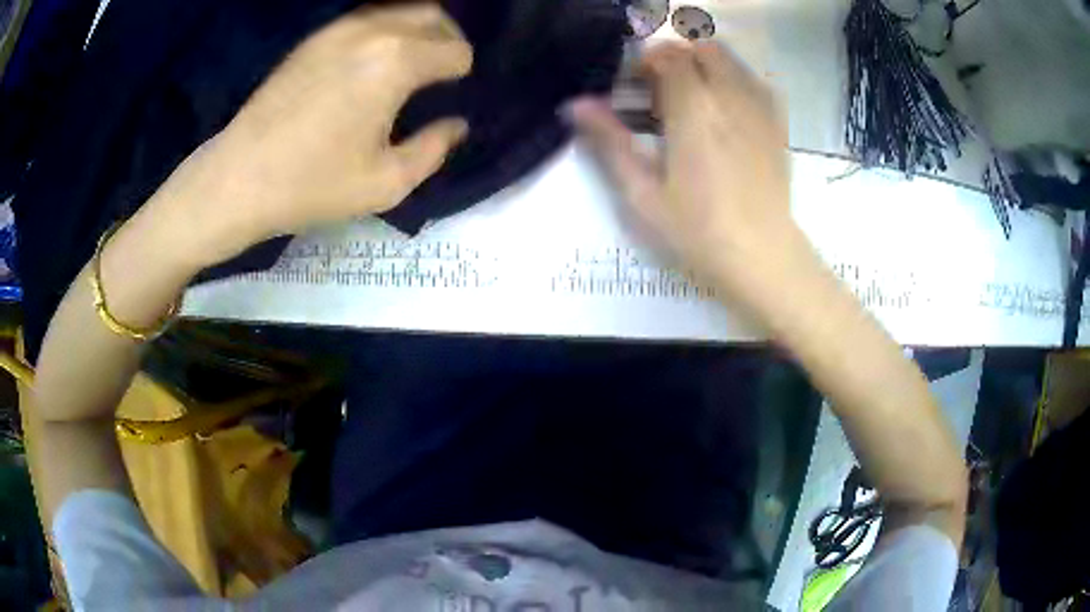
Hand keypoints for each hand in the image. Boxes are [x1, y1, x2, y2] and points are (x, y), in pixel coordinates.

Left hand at [151, 4, 472, 265]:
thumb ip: (433, 149)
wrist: (239, 178)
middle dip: (448, 40)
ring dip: (417, 31)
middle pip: (433, 16)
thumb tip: (456, 125)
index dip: (461, 74)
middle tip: (442, 72)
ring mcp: (339, 29)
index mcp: (397, 62)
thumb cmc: (312, 185)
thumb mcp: (387, 183)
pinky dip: (385, 31)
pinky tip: (374, 61)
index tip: (448, 97)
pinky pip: (366, 18)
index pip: (455, 50)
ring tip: (412, 64)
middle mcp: (373, 31)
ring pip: (400, 9)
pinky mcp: (314, 38)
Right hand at [570, 42, 811, 318]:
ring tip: (691, 97)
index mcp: (694, 109)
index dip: (645, 62)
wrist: (762, 257)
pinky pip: (754, 80)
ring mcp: (759, 108)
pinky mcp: (777, 123)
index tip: (632, 86)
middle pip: (700, 48)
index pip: (667, 56)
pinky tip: (723, 108)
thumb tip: (575, 104)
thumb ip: (611, 142)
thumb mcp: (643, 193)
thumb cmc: (698, 231)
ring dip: (703, 63)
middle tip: (659, 89)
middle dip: (675, 57)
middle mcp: (729, 96)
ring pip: (729, 59)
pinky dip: (732, 78)